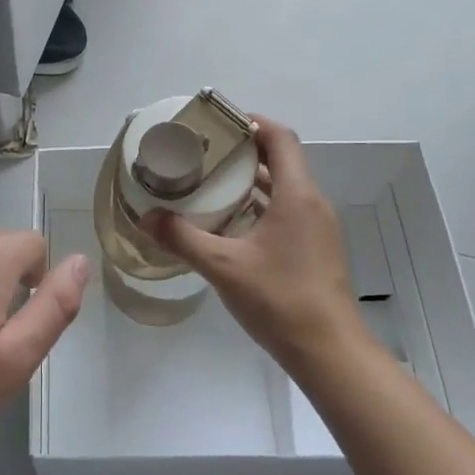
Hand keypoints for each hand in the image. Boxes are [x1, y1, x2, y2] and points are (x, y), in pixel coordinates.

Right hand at [143, 117, 365, 373]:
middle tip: (202, 153)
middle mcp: (311, 202)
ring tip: (209, 182)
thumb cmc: (279, 299)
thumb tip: (146, 217)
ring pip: (283, 187)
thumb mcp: (223, 266)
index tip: (216, 123)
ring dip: (250, 180)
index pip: (279, 137)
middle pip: (281, 159)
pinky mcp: (314, 248)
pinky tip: (228, 222)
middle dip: (242, 150)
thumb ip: (182, 238)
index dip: (250, 122)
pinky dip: (258, 205)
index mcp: (297, 195)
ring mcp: (316, 227)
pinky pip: (285, 210)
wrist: (328, 351)